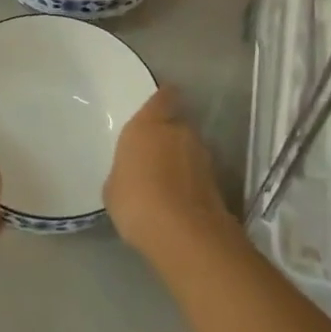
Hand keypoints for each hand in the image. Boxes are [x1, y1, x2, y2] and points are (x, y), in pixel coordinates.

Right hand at [104, 87, 237, 264]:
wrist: (184, 234)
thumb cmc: (136, 201)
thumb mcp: (113, 188)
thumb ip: (124, 171)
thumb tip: (131, 174)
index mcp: (148, 124)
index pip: (163, 97)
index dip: (162, 99)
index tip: (158, 107)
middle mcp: (179, 131)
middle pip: (177, 124)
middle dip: (168, 136)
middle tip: (153, 155)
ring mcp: (202, 156)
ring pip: (190, 149)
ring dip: (181, 160)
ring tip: (165, 183)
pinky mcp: (217, 181)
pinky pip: (198, 174)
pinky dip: (190, 182)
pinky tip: (177, 201)